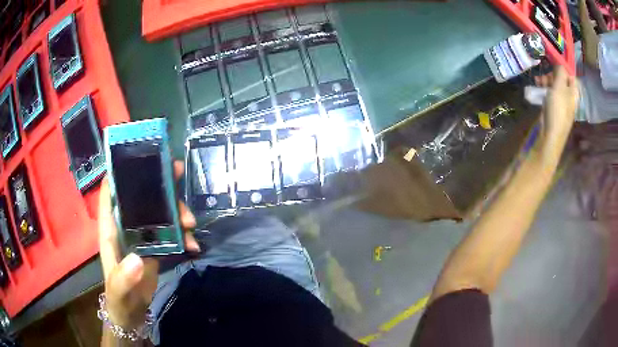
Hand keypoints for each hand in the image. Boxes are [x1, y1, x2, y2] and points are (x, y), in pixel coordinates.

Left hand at [98, 160, 199, 328]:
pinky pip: (171, 234)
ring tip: (191, 223)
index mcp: (111, 229)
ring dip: (176, 212)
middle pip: (141, 196)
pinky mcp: (156, 248)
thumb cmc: (118, 298)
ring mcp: (142, 237)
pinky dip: (184, 236)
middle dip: (158, 183)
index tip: (139, 155)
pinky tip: (194, 245)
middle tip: (178, 173)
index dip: (120, 171)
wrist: (132, 314)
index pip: (111, 192)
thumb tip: (137, 258)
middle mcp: (126, 227)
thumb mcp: (118, 290)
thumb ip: (124, 277)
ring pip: (160, 213)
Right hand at [539, 66, 578, 159]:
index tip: (552, 59)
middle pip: (561, 79)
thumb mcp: (559, 88)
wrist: (549, 137)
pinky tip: (537, 89)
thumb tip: (561, 61)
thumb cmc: (557, 111)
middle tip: (543, 73)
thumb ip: (561, 73)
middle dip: (551, 73)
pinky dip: (543, 89)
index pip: (570, 74)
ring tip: (537, 81)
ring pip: (554, 86)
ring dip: (545, 81)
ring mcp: (560, 103)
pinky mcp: (552, 108)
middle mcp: (568, 97)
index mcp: (573, 92)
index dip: (562, 66)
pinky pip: (549, 94)